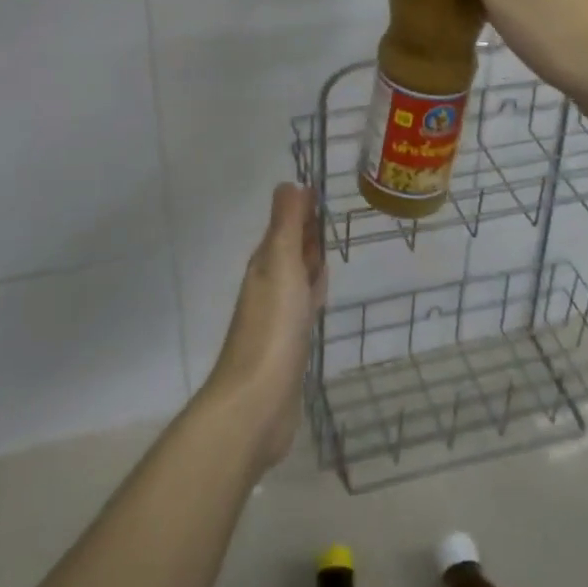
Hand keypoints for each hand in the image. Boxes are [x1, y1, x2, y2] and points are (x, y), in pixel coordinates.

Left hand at [203, 184, 327, 469]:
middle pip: (291, 250)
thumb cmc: (272, 326)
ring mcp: (278, 317)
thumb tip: (289, 183)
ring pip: (298, 278)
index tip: (322, 191)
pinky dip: (313, 296)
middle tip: (330, 217)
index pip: (286, 225)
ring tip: (329, 253)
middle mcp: (269, 284)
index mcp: (266, 263)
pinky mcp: (289, 346)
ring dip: (311, 264)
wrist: (257, 403)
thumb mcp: (281, 264)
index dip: (302, 209)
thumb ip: (286, 224)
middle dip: (308, 234)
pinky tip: (319, 302)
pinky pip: (303, 308)